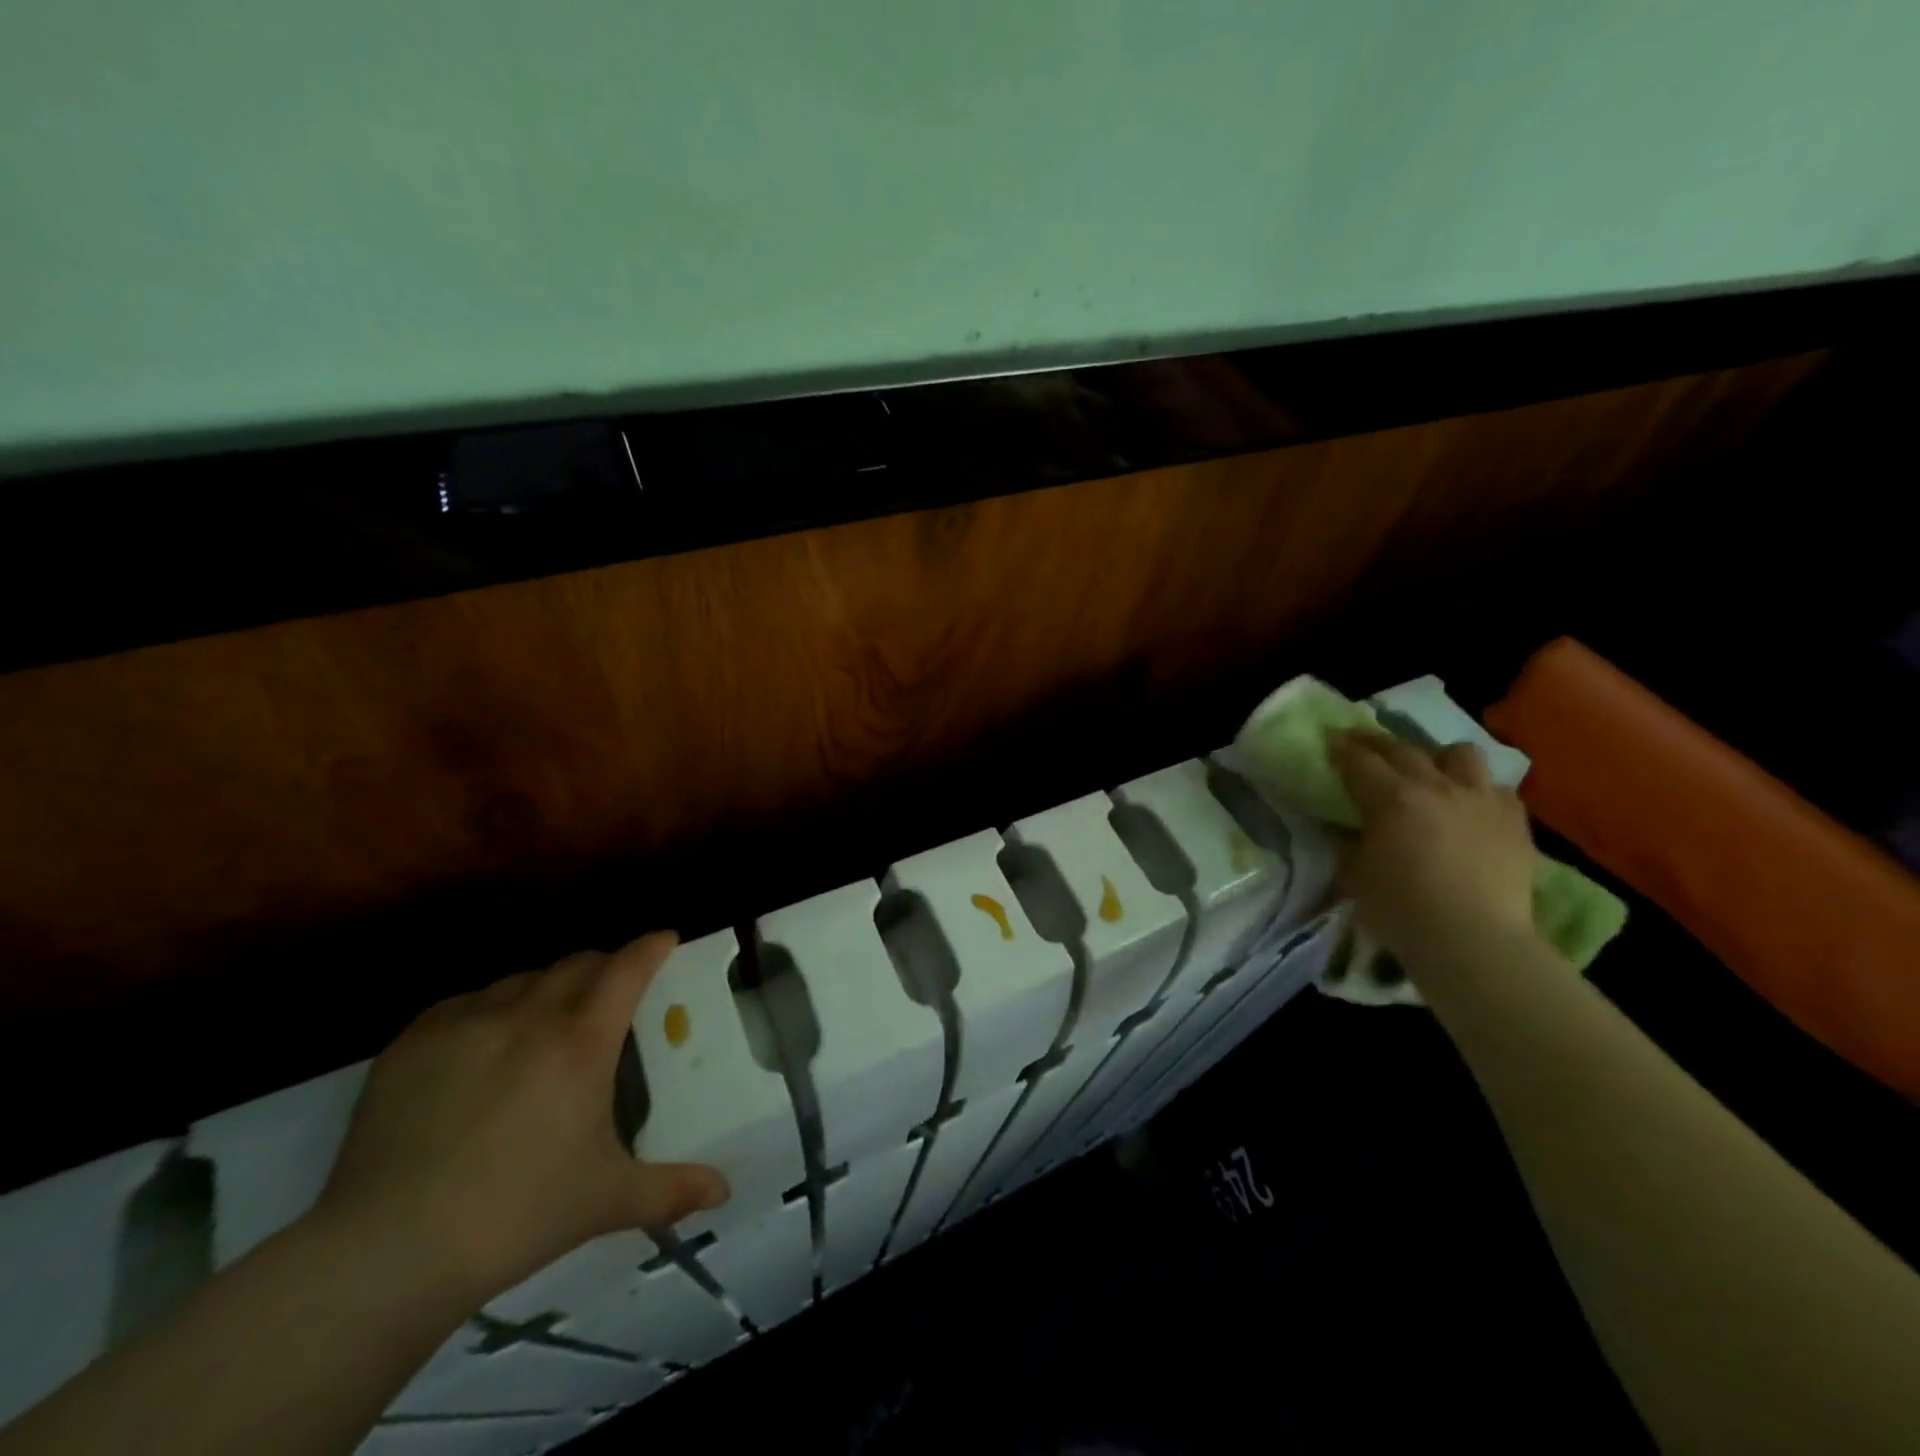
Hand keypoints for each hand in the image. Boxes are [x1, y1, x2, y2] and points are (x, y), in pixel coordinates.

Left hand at [312, 932, 728, 1305]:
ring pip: (522, 979)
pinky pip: (466, 1002)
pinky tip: (483, 1044)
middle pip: (577, 964)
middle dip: (603, 966)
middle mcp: (529, 1015)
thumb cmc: (516, 1216)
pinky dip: (490, 1009)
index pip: (627, 968)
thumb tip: (724, 1191)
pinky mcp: (413, 1042)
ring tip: (546, 1021)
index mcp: (582, 1042)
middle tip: (612, 990)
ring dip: (547, 988)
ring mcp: (466, 1022)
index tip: (664, 939)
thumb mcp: (606, 1201)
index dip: (651, 947)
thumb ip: (672, 1190)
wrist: (387, 1253)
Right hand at [1330, 731, 1537, 963]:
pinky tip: (1471, 807)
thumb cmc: (1401, 909)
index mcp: (1391, 798)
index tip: (1330, 742)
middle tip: (1364, 746)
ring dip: (1439, 758)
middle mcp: (1436, 787)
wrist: (1474, 940)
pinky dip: (1480, 791)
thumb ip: (1348, 843)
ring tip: (1431, 773)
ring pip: (1460, 754)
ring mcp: (1480, 800)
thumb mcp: (1354, 875)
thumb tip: (1344, 826)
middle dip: (1379, 744)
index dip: (1341, 750)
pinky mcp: (1514, 822)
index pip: (1359, 762)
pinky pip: (1499, 790)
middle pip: (1404, 749)